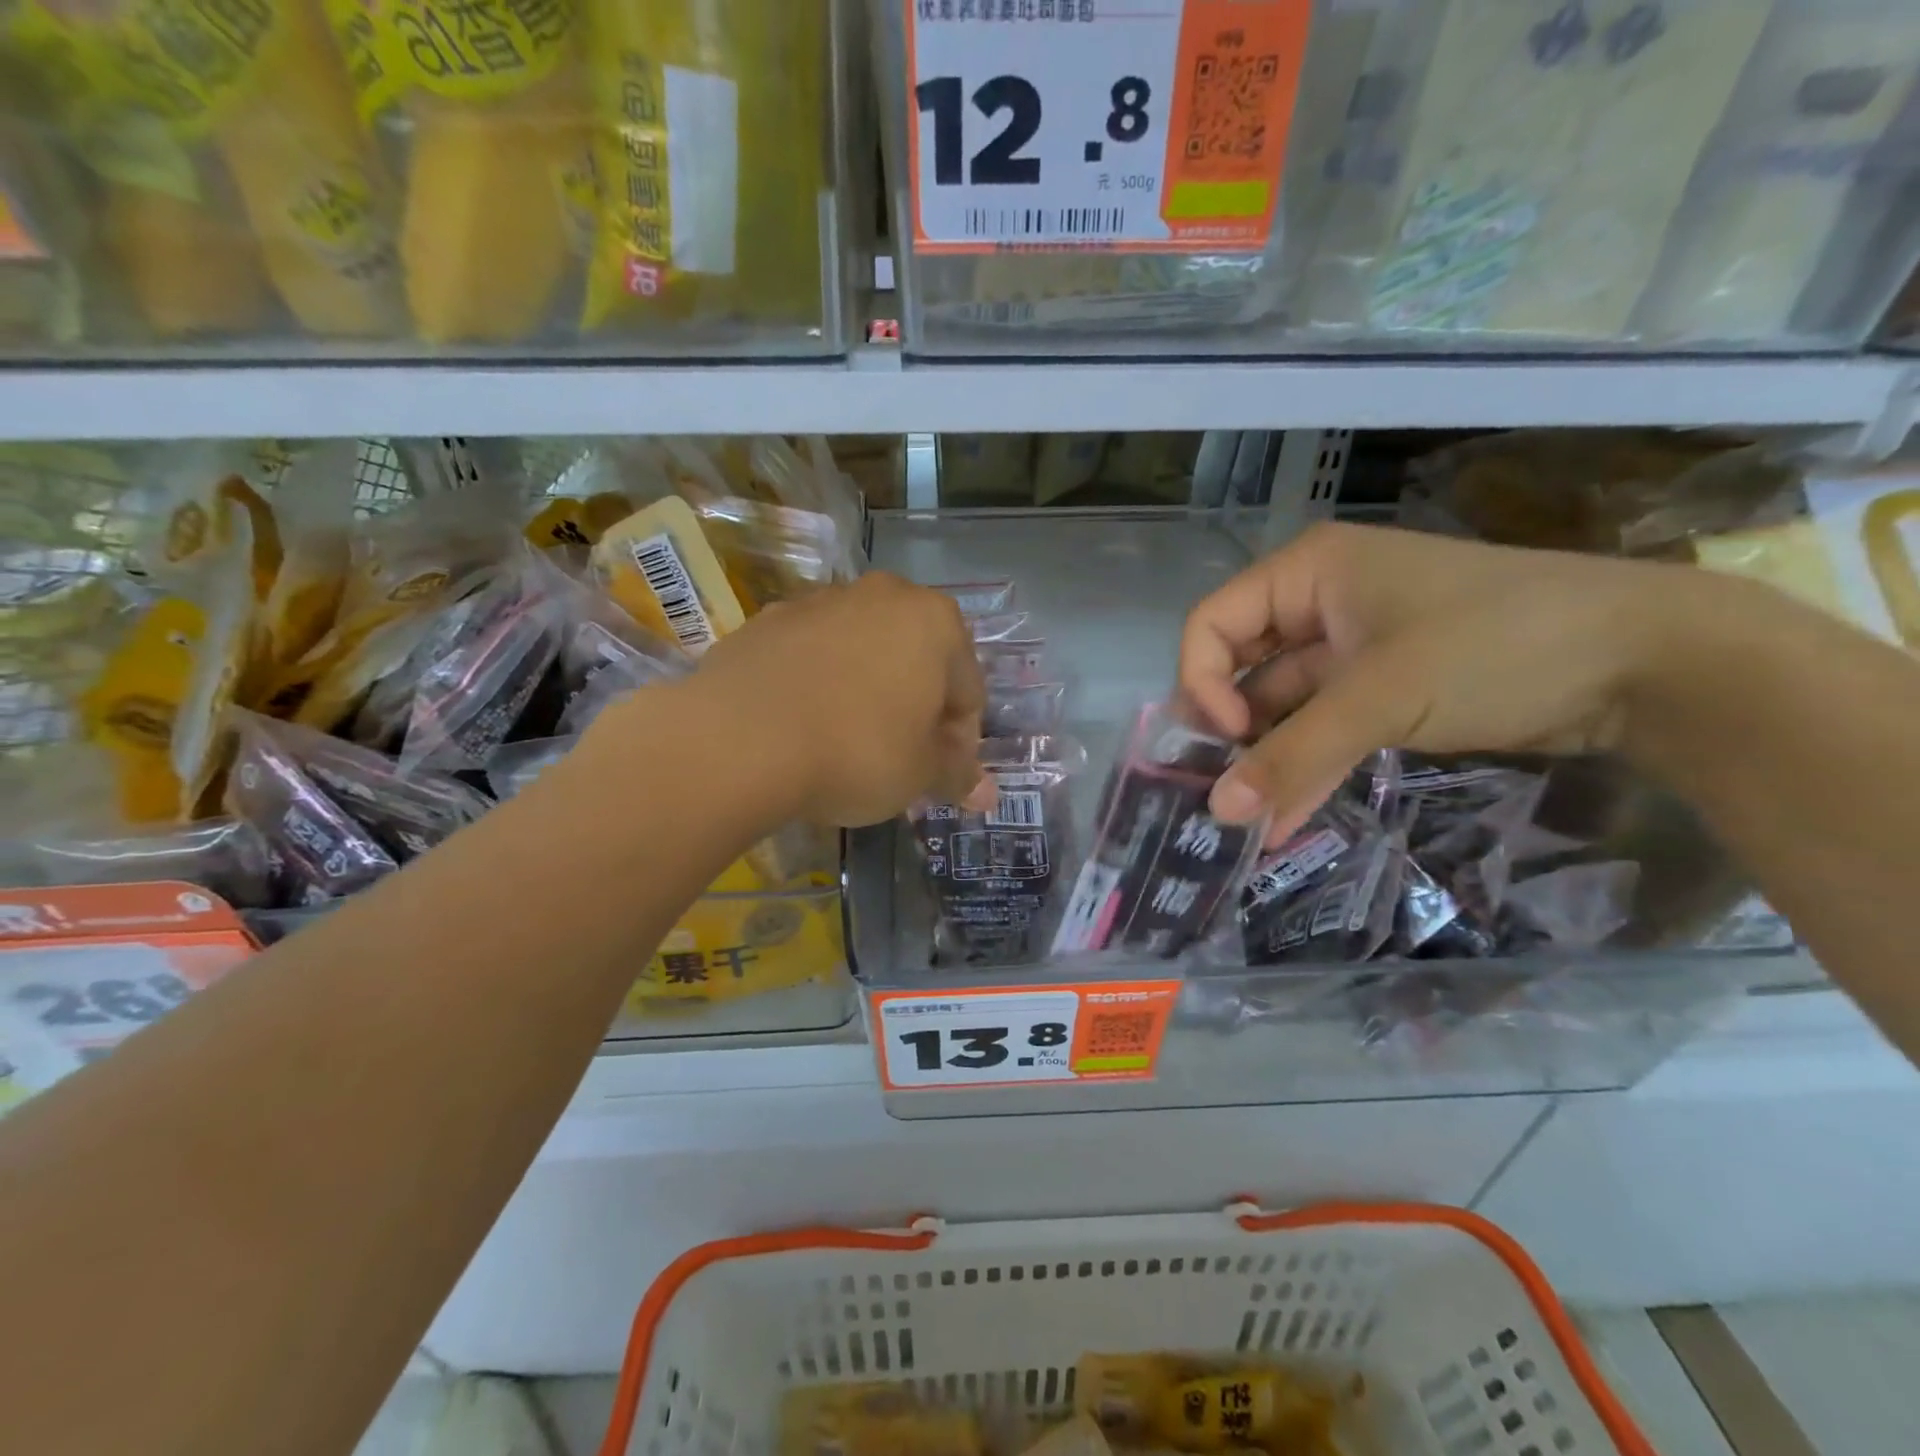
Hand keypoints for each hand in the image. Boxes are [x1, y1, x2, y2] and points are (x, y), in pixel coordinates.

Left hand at [678, 571, 993, 826]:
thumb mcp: (919, 774)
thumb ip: (957, 776)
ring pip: (862, 654)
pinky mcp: (767, 619)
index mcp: (934, 622)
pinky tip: (802, 726)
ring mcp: (819, 602)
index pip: (968, 689)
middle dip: (915, 710)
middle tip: (899, 759)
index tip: (940, 775)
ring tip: (846, 744)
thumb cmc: (856, 750)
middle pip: (916, 662)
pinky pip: (812, 656)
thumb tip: (988, 796)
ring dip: (867, 694)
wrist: (738, 738)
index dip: (960, 740)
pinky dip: (818, 685)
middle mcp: (882, 596)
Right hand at [1179, 523, 1684, 840]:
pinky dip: (1306, 767)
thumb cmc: (1494, 645)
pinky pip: (1324, 727)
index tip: (1227, 738)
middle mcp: (1319, 603)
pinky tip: (1285, 820)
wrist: (1646, 662)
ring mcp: (1352, 647)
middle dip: (1227, 730)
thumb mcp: (1381, 697)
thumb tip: (1218, 813)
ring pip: (1282, 705)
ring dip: (1266, 760)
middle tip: (1222, 789)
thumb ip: (1292, 754)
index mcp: (1306, 573)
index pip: (1211, 624)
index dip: (1203, 682)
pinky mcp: (1383, 688)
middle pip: (1239, 666)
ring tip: (1245, 821)